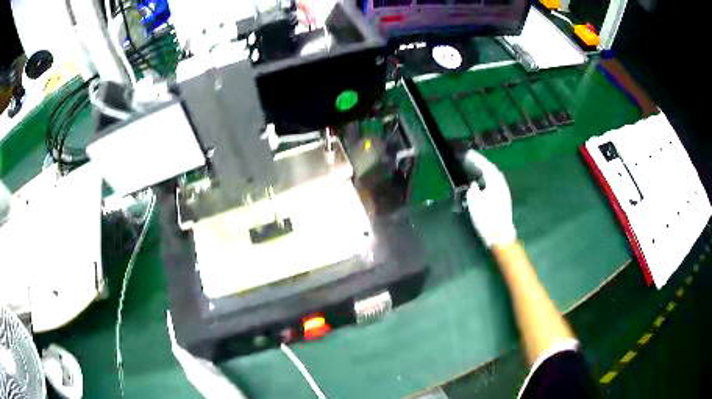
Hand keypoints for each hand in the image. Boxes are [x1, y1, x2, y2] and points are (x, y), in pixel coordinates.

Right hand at [464, 150, 515, 247]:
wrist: (500, 235)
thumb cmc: (487, 219)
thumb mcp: (475, 204)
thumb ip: (473, 190)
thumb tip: (474, 185)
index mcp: (495, 184)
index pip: (486, 167)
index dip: (477, 159)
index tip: (468, 154)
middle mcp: (501, 185)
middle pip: (492, 171)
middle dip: (482, 164)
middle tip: (471, 160)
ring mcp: (504, 193)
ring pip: (495, 178)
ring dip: (485, 172)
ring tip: (475, 169)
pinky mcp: (504, 200)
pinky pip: (495, 184)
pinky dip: (488, 180)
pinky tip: (482, 183)